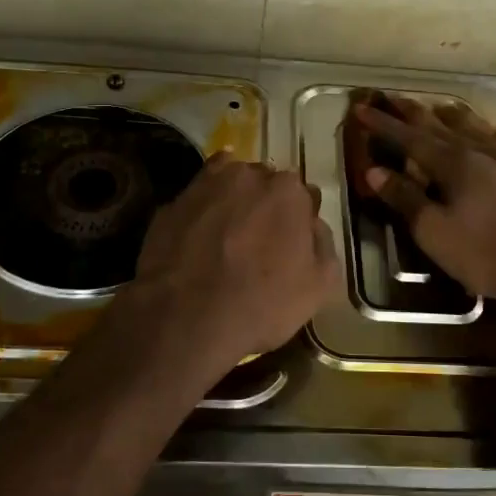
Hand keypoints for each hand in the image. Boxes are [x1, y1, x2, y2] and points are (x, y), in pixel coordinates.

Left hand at [125, 154, 339, 382]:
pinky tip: (198, 238)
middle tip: (260, 240)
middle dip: (265, 205)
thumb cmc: (262, 304)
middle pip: (264, 183)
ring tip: (227, 237)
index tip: (293, 242)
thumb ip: (323, 244)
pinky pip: (195, 202)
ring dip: (232, 202)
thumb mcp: (319, 286)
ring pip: (227, 185)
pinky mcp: (171, 204)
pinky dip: (200, 213)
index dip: (299, 219)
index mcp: (288, 191)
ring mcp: (204, 186)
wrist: (185, 319)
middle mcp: (247, 176)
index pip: (303, 194)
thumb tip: (313, 224)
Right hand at [352, 97, 495, 305]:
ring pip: (477, 127)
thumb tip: (375, 170)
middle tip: (393, 98)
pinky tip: (494, 132)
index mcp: (453, 164)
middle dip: (413, 112)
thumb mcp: (435, 233)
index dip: (384, 123)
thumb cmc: (487, 254)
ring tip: (439, 107)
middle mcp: (481, 152)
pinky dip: (493, 132)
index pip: (410, 137)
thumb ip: (405, 199)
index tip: (362, 108)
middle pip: (441, 125)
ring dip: (453, 115)